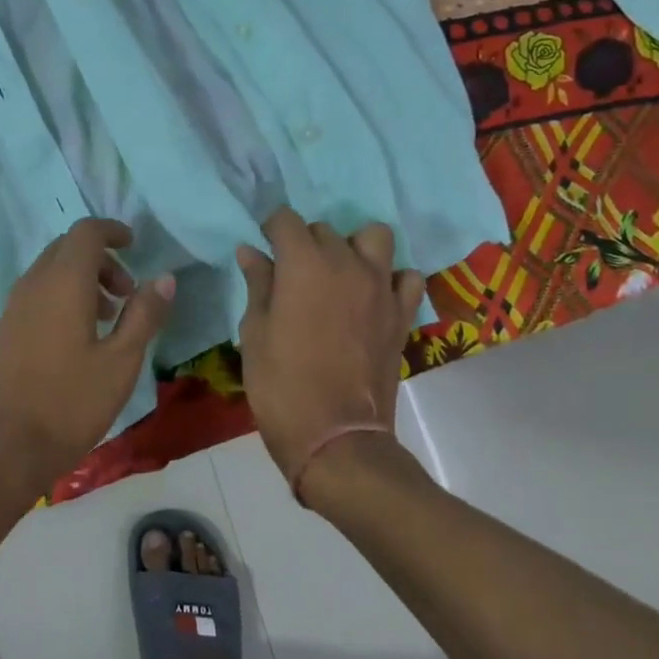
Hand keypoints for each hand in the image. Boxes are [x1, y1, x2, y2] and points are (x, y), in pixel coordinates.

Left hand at [0, 219, 174, 503]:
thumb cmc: (68, 403)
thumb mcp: (120, 362)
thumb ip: (144, 315)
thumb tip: (164, 278)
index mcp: (63, 282)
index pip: (86, 232)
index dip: (112, 231)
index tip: (135, 246)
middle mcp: (33, 284)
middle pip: (67, 248)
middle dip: (101, 259)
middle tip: (127, 293)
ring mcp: (12, 307)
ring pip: (50, 272)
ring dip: (82, 281)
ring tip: (108, 321)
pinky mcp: (3, 331)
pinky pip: (36, 294)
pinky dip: (61, 298)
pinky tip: (77, 340)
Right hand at [235, 208, 426, 490]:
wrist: (336, 439)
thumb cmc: (281, 385)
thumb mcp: (254, 332)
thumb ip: (258, 284)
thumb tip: (251, 251)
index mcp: (304, 264)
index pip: (286, 219)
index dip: (271, 229)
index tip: (264, 248)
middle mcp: (346, 264)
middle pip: (325, 229)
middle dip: (306, 242)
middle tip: (293, 274)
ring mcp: (381, 288)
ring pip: (374, 237)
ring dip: (354, 247)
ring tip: (339, 274)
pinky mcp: (402, 314)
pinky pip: (406, 277)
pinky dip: (391, 279)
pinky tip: (373, 296)